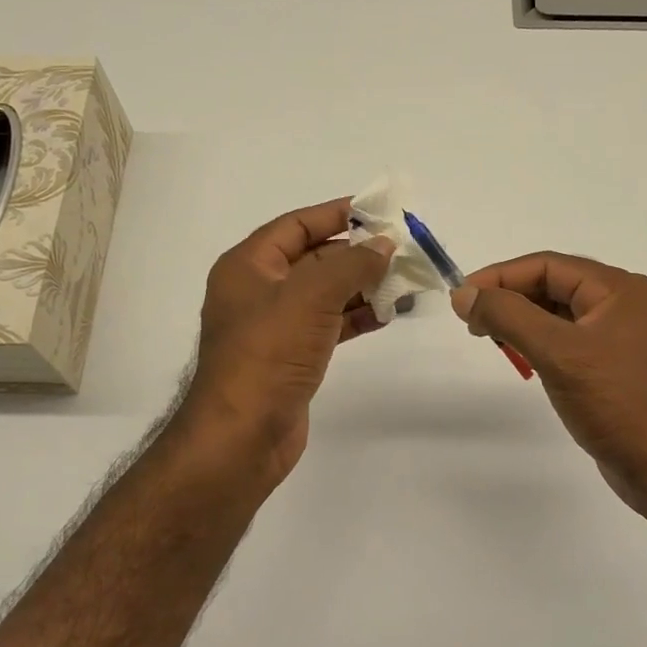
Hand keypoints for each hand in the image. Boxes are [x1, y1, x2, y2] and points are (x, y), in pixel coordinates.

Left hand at [183, 198, 394, 482]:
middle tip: (402, 250)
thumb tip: (384, 245)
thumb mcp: (311, 297)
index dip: (337, 214)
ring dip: (362, 286)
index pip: (296, 225)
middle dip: (357, 254)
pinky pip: (328, 325)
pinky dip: (355, 317)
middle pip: (314, 258)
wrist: (242, 435)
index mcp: (248, 266)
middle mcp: (259, 291)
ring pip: (325, 294)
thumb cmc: (269, 354)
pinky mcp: (292, 356)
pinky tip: (387, 314)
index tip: (378, 211)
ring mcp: (275, 326)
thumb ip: (352, 264)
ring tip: (404, 282)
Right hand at [451, 253, 646, 515]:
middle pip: (554, 285)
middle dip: (510, 297)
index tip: (463, 297)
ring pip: (559, 313)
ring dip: (522, 319)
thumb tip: (463, 294)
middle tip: (471, 320)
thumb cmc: (614, 401)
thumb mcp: (556, 352)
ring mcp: (620, 335)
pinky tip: (521, 356)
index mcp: (617, 288)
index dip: (500, 276)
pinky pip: (568, 339)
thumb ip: (507, 316)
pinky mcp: (614, 365)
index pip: (547, 265)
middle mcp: (622, 303)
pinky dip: (539, 341)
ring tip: (489, 337)